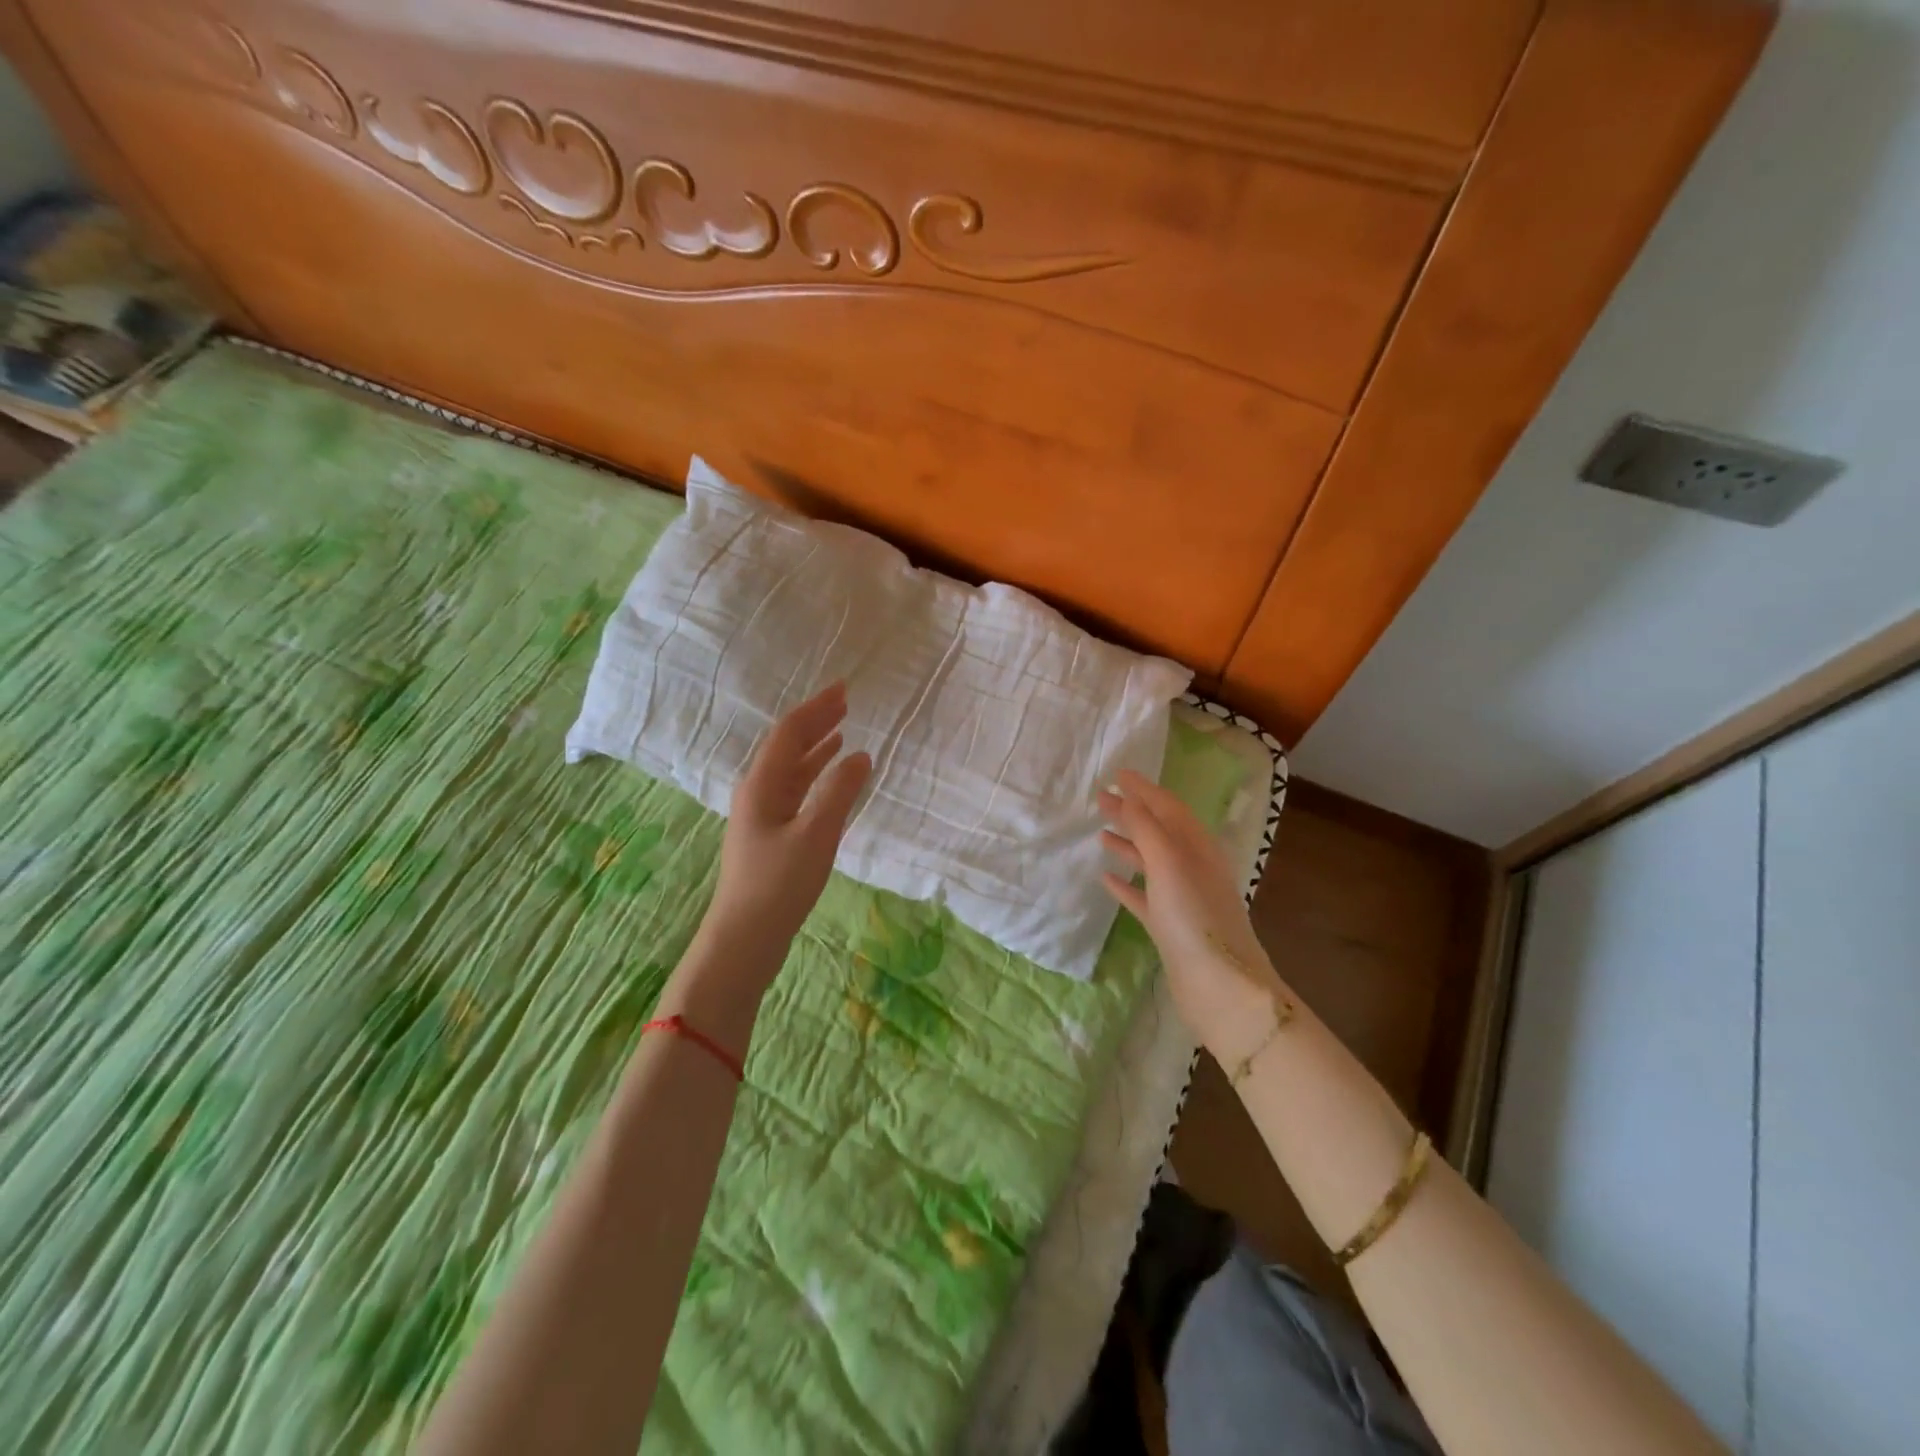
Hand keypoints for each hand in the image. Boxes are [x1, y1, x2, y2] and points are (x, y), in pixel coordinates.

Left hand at [705, 681, 872, 973]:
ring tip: (841, 732)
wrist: (744, 940)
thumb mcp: (816, 835)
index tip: (843, 689)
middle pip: (788, 746)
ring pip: (791, 770)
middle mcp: (758, 792)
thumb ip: (840, 792)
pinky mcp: (771, 836)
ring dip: (816, 748)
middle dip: (816, 722)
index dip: (817, 708)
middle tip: (845, 703)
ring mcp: (762, 815)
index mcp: (762, 785)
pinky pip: (795, 792)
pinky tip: (830, 779)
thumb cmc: (779, 885)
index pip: (790, 733)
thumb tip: (862, 755)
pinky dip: (815, 777)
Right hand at [1099, 769, 1287, 1054]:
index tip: (1118, 774)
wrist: (1220, 987)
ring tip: (1100, 834)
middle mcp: (1192, 868)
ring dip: (1127, 845)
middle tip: (1101, 799)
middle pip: (1158, 831)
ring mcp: (1181, 899)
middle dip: (1132, 813)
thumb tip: (1130, 797)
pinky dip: (1126, 884)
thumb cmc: (1195, 917)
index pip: (1169, 808)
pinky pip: (1143, 896)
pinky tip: (1106, 879)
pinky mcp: (1170, 927)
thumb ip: (1148, 829)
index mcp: (1198, 848)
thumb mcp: (1170, 863)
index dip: (1144, 789)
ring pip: (1150, 862)